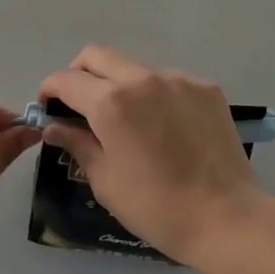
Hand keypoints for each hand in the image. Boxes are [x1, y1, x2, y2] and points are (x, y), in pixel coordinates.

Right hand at [38, 47, 262, 265]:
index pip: (66, 79)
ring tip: (127, 119)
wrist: (226, 217)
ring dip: (119, 83)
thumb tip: (54, 127)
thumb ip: (77, 144)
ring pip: (134, 66)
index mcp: (111, 102)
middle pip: (97, 56)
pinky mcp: (205, 87)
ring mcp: (178, 79)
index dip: (50, 89)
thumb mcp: (106, 181)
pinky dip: (153, 93)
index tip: (48, 107)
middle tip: (79, 103)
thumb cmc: (157, 207)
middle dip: (79, 73)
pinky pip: (167, 79)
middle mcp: (143, 78)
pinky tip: (163, 126)